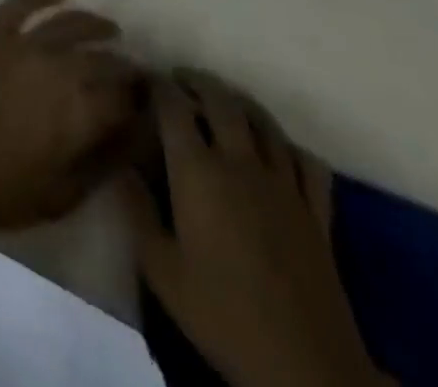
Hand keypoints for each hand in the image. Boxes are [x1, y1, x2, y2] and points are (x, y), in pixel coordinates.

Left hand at [0, 0, 146, 235]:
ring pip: (69, 24)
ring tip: (111, 29)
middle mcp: (58, 67)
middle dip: (125, 66)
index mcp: (80, 111)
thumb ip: (104, 162)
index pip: (126, 99)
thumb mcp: (63, 196)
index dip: (143, 101)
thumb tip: (138, 136)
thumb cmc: (0, 190)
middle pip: (104, 60)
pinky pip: (20, 2)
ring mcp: (22, 44)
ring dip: (95, 25)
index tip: (152, 102)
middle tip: (135, 72)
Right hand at [119, 70, 385, 386]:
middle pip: (221, 100)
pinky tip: (277, 150)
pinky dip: (289, 145)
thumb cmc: (222, 314)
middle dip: (197, 81)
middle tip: (180, 80)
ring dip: (240, 103)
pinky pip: (306, 161)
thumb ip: (136, 211)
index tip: (144, 79)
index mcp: (198, 171)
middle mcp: (240, 162)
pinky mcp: (317, 212)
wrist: (303, 367)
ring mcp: (283, 184)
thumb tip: (120, 165)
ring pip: (264, 122)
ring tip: (224, 102)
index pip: (173, 106)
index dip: (157, 85)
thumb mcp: (161, 269)